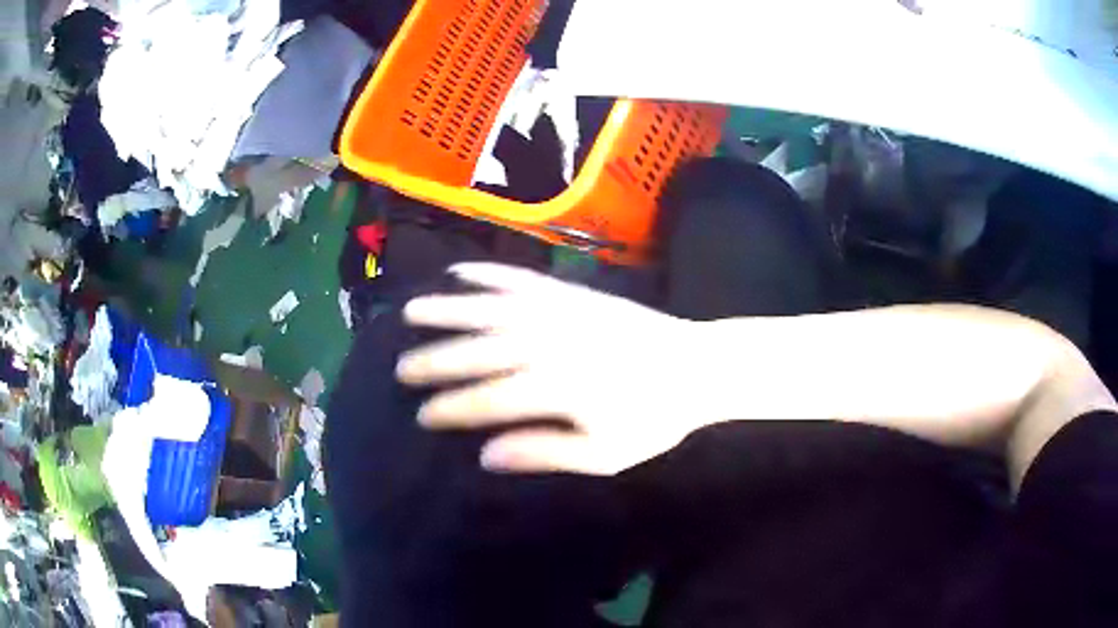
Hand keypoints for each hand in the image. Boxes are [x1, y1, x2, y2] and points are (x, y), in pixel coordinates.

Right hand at [397, 263, 700, 474]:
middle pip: (478, 352)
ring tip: (412, 311)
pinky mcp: (572, 293)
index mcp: (556, 387)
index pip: (487, 400)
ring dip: (448, 310)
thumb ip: (543, 452)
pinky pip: (522, 279)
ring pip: (490, 309)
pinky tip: (462, 273)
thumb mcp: (604, 454)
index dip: (451, 408)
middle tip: (401, 368)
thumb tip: (485, 455)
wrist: (696, 365)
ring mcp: (559, 311)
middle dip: (435, 361)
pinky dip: (489, 274)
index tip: (421, 415)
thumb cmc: (652, 417)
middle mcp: (548, 343)